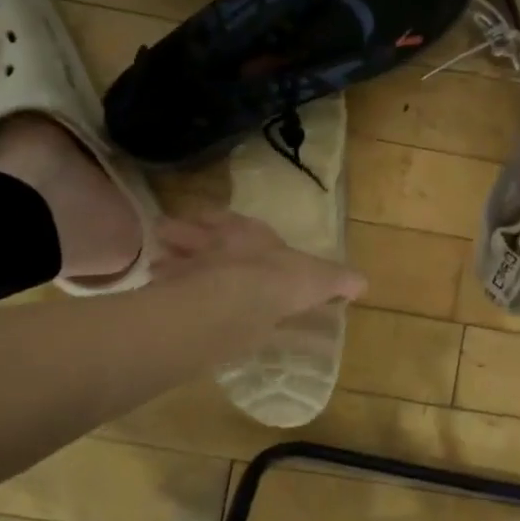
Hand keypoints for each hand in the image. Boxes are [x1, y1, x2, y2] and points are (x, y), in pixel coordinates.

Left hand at [154, 209, 366, 323]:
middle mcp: (212, 243)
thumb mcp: (321, 280)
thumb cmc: (282, 281)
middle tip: (168, 240)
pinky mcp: (171, 294)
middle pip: (186, 231)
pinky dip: (157, 293)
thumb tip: (363, 283)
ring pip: (167, 258)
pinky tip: (157, 301)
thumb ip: (338, 280)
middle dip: (179, 235)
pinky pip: (159, 290)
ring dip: (164, 263)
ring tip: (159, 270)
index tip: (208, 223)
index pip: (226, 219)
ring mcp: (186, 267)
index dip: (216, 221)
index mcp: (247, 233)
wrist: (240, 299)